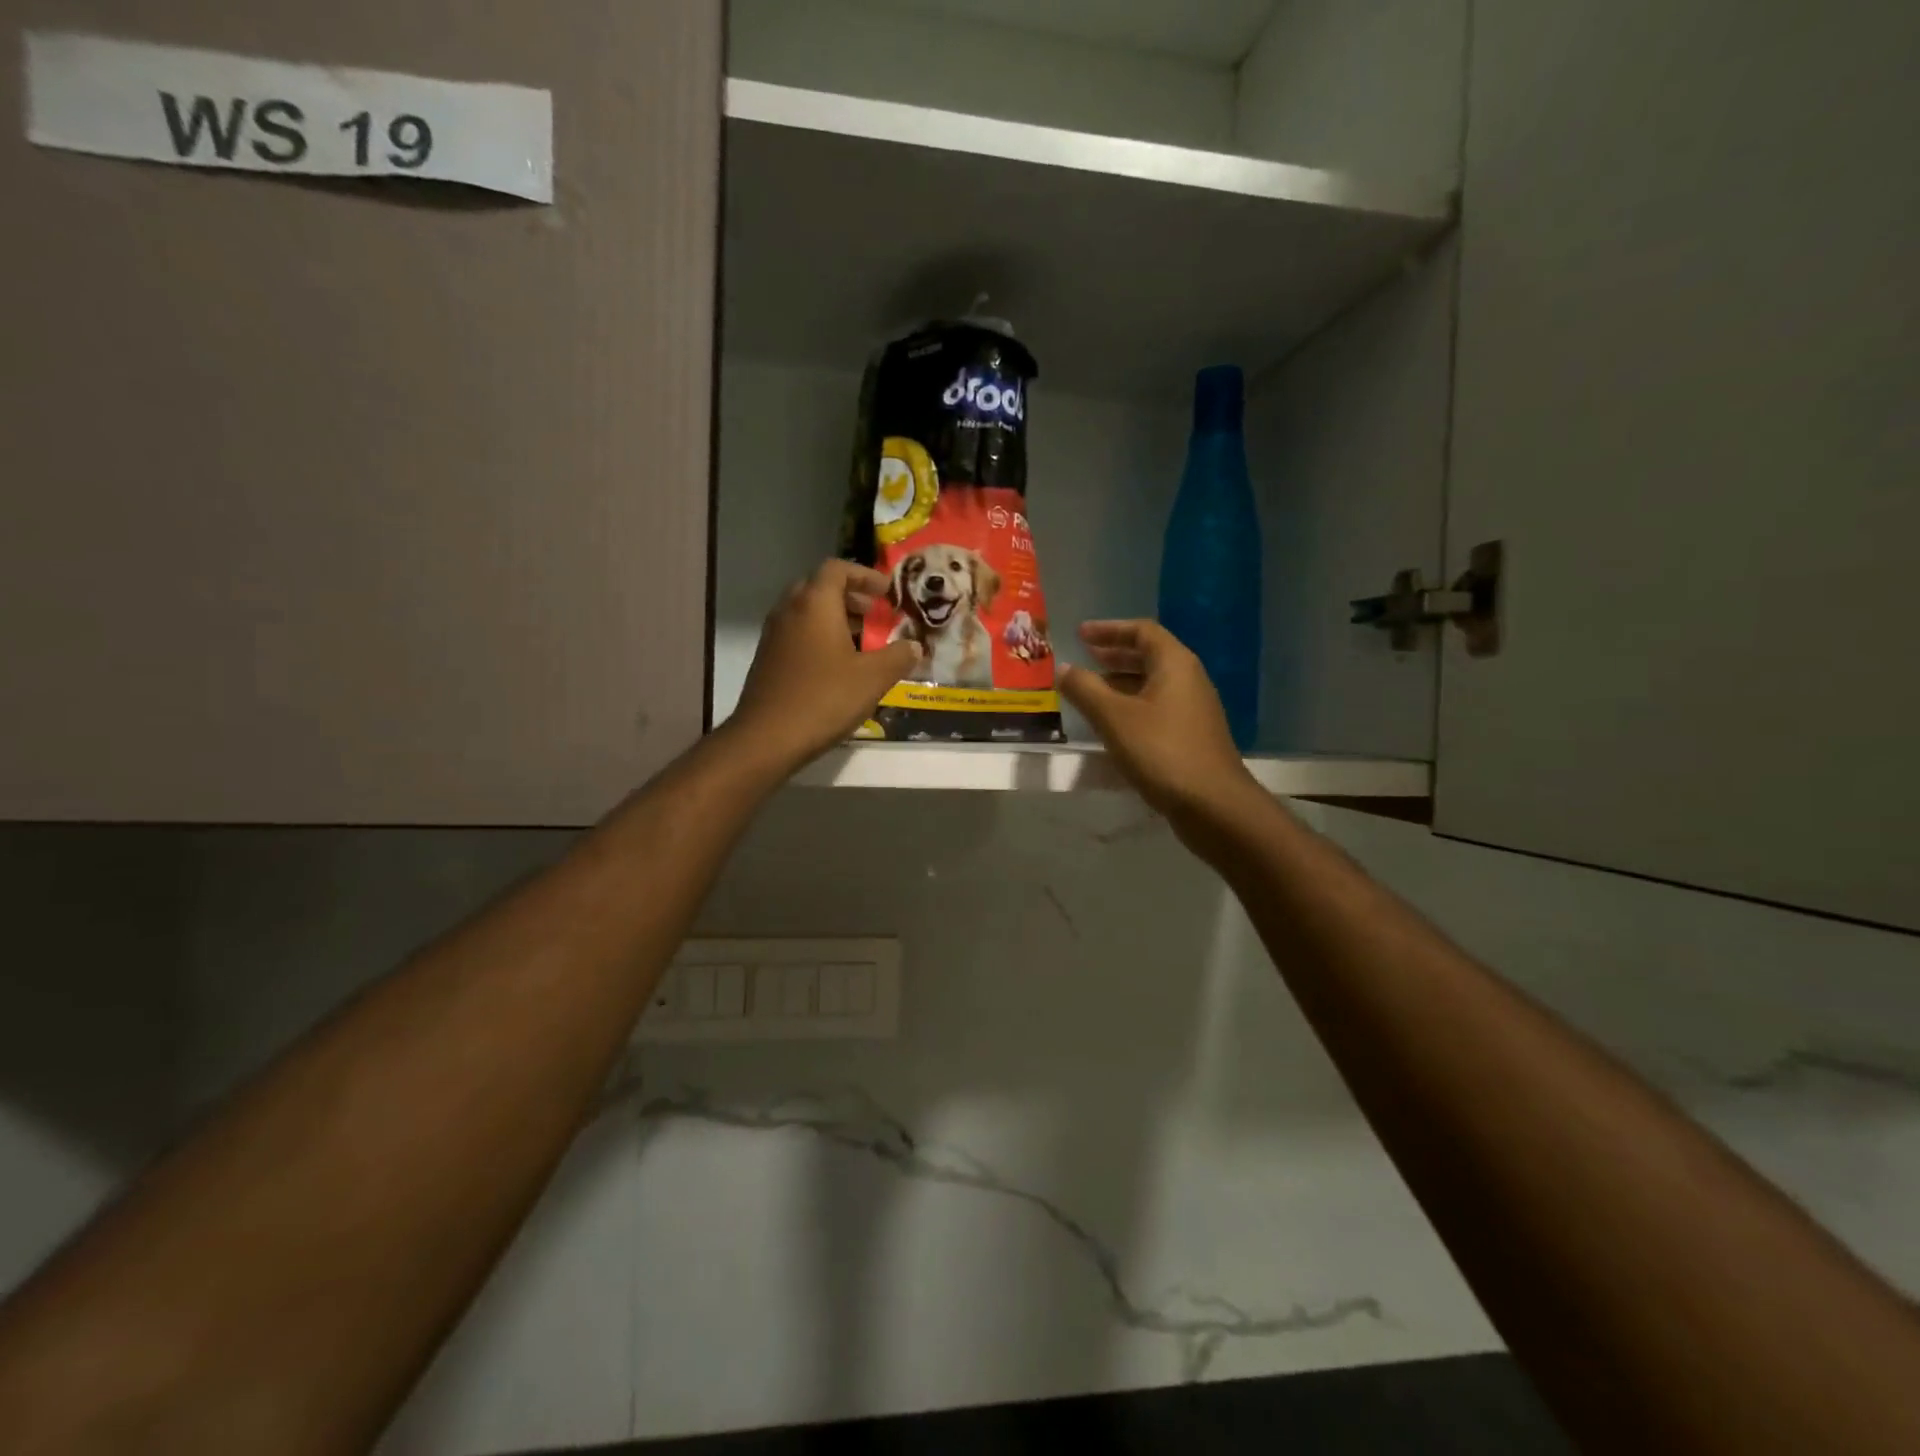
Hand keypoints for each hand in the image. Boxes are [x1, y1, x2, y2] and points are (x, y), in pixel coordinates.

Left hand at [727, 560, 921, 771]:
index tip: (886, 592)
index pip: (837, 569)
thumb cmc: (824, 698)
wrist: (767, 737)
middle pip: (819, 587)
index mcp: (815, 603)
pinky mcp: (767, 659)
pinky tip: (837, 666)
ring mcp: (774, 635)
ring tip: (862, 641)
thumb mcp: (873, 678)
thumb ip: (898, 657)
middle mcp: (790, 610)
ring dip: (834, 618)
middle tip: (875, 614)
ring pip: (806, 612)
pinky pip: (797, 634)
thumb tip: (915, 646)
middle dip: (850, 596)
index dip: (865, 576)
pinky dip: (819, 637)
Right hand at [1058, 620, 1258, 828]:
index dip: (1109, 629)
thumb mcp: (1114, 718)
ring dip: (1121, 682)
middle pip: (1150, 655)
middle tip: (1085, 657)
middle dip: (1115, 655)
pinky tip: (1113, 724)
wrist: (1213, 804)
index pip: (1142, 631)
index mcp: (1175, 664)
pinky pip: (1157, 708)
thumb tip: (1063, 668)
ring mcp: (1193, 709)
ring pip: (1153, 684)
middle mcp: (1189, 679)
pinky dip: (1132, 705)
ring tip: (1091, 690)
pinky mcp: (1192, 735)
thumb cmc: (1162, 751)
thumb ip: (1085, 689)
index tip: (1080, 634)